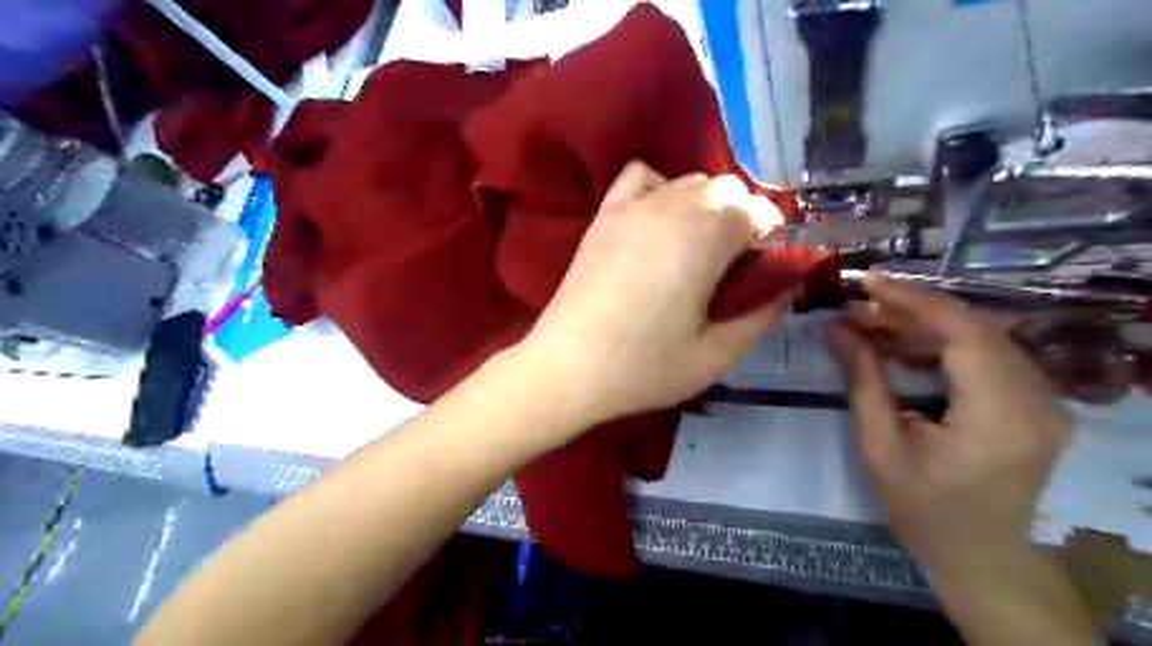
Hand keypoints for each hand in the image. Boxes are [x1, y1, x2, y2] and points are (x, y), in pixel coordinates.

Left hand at [524, 160, 792, 426]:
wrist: (567, 367)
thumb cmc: (643, 367)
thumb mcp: (715, 356)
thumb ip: (759, 318)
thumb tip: (785, 291)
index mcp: (707, 239)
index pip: (758, 211)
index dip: (770, 236)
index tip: (762, 268)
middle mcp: (674, 208)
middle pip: (726, 188)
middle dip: (740, 217)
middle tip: (730, 263)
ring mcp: (634, 207)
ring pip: (688, 180)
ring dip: (704, 204)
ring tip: (695, 246)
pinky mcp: (604, 215)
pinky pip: (640, 176)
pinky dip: (659, 187)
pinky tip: (657, 220)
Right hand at [828, 273, 1071, 573]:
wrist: (981, 556)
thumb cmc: (924, 510)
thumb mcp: (880, 447)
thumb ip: (863, 380)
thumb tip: (836, 329)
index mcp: (999, 417)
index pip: (963, 333)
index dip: (913, 300)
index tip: (866, 283)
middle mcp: (1035, 400)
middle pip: (974, 328)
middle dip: (909, 310)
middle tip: (856, 307)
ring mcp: (1042, 400)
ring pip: (981, 337)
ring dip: (923, 325)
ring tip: (869, 324)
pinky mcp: (1034, 402)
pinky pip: (987, 355)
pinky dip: (941, 343)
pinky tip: (901, 345)